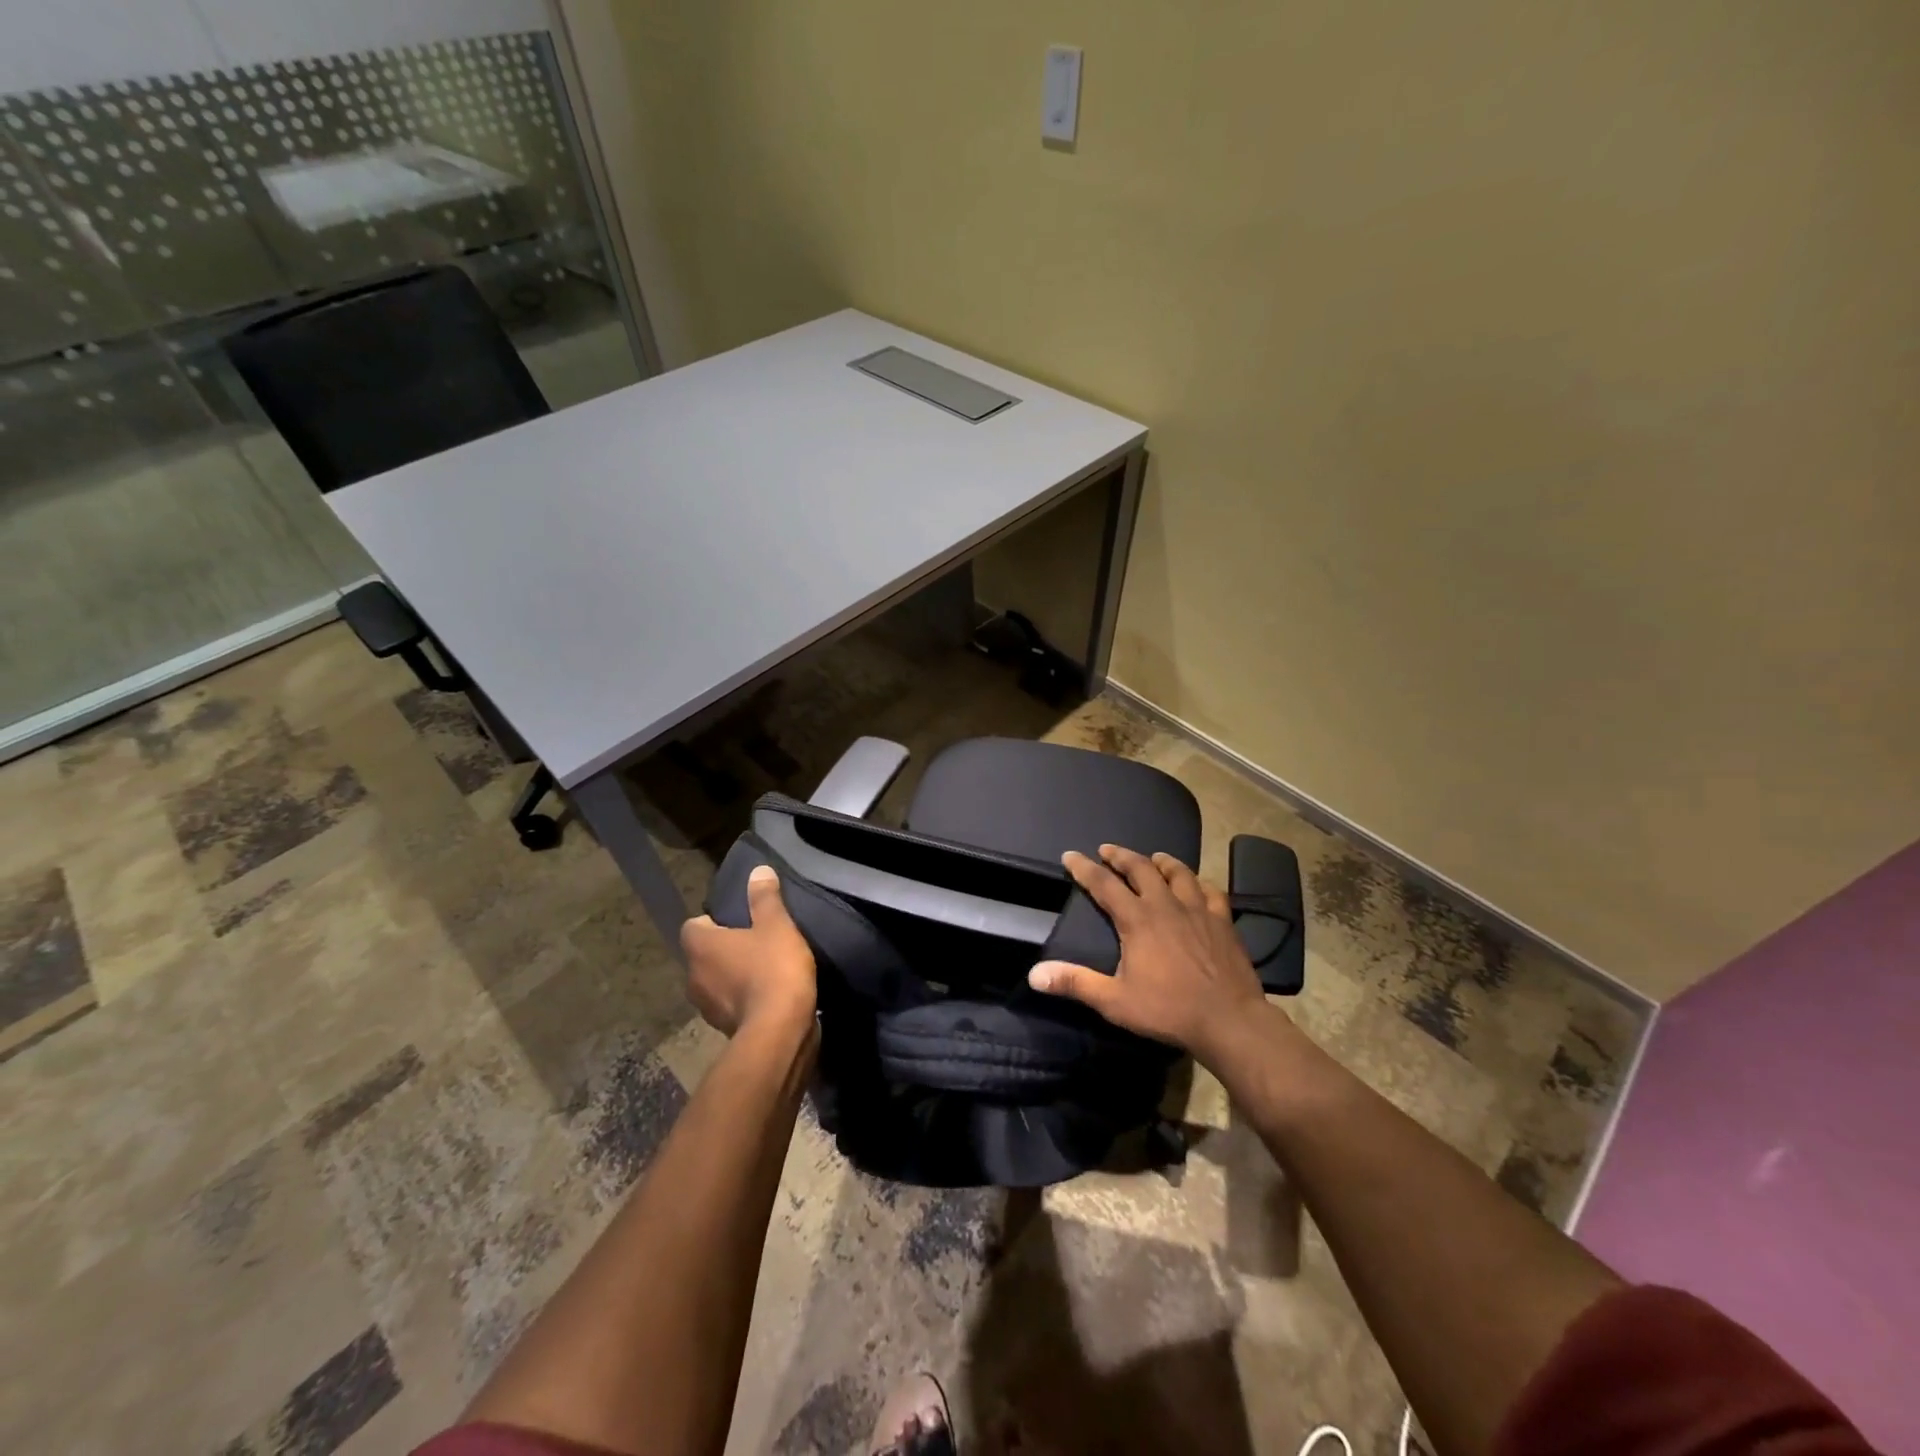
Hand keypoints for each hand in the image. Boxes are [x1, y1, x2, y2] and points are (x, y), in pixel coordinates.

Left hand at [679, 865, 816, 1036]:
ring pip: (715, 982)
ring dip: (733, 976)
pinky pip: (730, 1005)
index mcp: (700, 947)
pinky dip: (743, 999)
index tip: (739, 920)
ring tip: (764, 968)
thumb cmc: (773, 969)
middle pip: (703, 955)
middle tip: (755, 941)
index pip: (692, 926)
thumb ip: (765, 898)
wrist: (780, 1031)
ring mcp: (706, 1007)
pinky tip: (769, 994)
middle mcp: (693, 977)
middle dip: (725, 949)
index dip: (713, 921)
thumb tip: (758, 870)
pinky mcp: (724, 1029)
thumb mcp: (776, 925)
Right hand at [1028, 844, 1269, 1062]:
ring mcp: (1198, 910)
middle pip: (1141, 868)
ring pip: (1178, 873)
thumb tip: (1034, 974)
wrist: (1229, 1021)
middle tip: (1108, 850)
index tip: (1070, 855)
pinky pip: (1211, 891)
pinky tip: (1197, 885)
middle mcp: (1166, 905)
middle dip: (1121, 856)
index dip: (1084, 868)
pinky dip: (1199, 883)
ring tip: (1153, 858)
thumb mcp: (1114, 1001)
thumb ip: (1075, 983)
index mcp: (1137, 920)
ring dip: (1162, 862)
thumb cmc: (1168, 1010)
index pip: (1104, 884)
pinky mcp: (1223, 922)